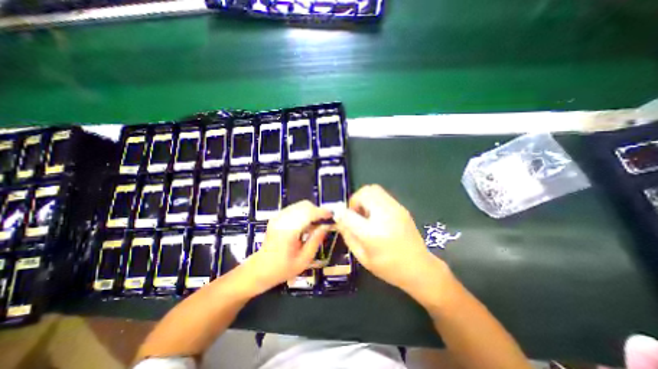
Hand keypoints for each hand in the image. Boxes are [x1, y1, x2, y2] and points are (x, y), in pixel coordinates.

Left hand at [240, 201, 330, 295]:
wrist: (259, 269)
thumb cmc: (283, 268)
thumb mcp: (304, 259)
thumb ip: (316, 240)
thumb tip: (326, 226)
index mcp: (288, 231)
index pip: (308, 213)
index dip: (322, 212)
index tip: (332, 216)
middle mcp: (282, 220)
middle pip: (305, 205)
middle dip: (317, 211)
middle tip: (324, 221)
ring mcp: (278, 217)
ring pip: (300, 205)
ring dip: (311, 211)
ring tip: (316, 224)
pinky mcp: (277, 217)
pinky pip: (294, 209)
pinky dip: (304, 213)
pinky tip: (305, 224)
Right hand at [336, 184, 449, 297]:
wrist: (420, 268)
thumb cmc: (389, 268)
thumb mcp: (363, 258)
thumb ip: (348, 236)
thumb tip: (339, 220)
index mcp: (373, 233)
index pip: (348, 214)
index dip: (339, 213)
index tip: (338, 216)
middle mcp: (385, 216)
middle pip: (364, 192)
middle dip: (354, 200)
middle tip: (354, 214)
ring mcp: (395, 209)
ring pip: (373, 189)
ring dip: (364, 198)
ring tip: (365, 213)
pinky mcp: (401, 207)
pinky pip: (382, 195)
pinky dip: (373, 200)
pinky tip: (376, 215)